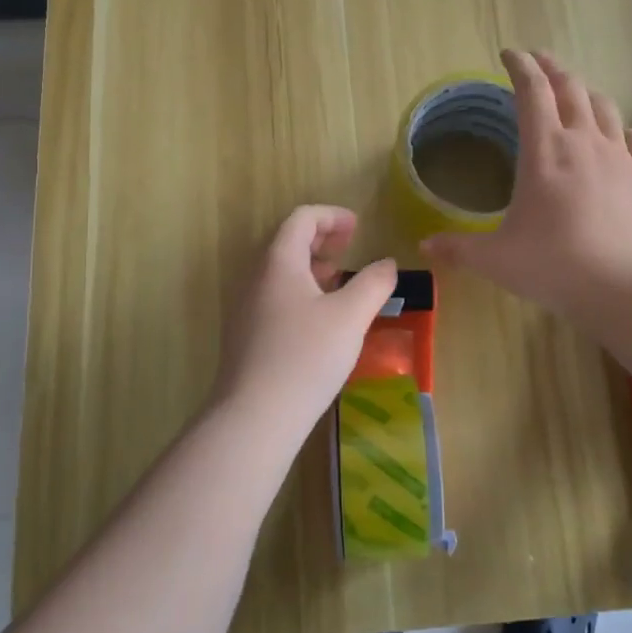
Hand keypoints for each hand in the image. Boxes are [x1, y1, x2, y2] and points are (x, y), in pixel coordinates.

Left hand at [214, 206, 397, 428]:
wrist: (254, 417)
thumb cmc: (306, 357)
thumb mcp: (351, 317)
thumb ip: (373, 283)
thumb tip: (387, 264)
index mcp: (278, 261)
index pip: (301, 219)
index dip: (331, 216)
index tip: (358, 227)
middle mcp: (255, 277)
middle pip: (287, 241)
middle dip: (321, 239)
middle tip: (349, 248)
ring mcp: (245, 307)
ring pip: (280, 271)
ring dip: (310, 266)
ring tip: (338, 282)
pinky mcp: (244, 335)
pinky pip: (274, 295)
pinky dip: (299, 290)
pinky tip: (319, 319)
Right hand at [423, 49, 631, 326]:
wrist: (629, 286)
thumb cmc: (555, 265)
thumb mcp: (496, 260)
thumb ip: (459, 249)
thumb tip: (424, 245)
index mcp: (544, 150)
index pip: (531, 92)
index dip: (520, 66)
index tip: (510, 54)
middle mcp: (583, 141)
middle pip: (570, 88)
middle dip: (552, 69)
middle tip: (540, 62)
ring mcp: (621, 156)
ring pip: (604, 108)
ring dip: (586, 94)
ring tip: (576, 94)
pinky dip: (624, 131)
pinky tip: (621, 137)